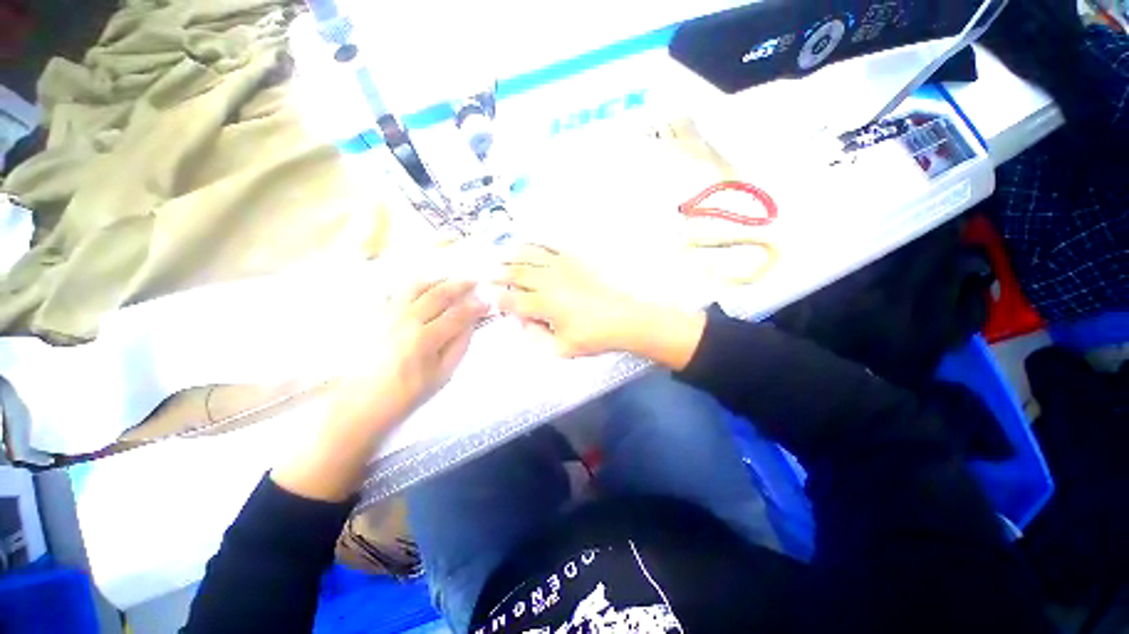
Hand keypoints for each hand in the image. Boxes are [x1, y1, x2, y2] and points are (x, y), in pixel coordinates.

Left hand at [336, 279, 488, 426]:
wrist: (359, 404)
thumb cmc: (405, 395)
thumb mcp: (441, 376)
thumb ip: (459, 346)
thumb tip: (471, 324)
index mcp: (425, 338)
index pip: (458, 314)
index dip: (476, 306)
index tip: (487, 302)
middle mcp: (405, 320)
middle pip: (438, 294)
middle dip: (460, 285)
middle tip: (474, 281)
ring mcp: (386, 315)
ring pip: (415, 287)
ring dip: (437, 280)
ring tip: (450, 280)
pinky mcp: (373, 316)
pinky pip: (394, 291)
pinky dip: (412, 286)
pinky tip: (421, 288)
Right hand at [496, 245, 705, 368]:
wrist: (624, 318)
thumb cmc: (594, 337)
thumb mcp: (562, 349)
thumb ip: (536, 338)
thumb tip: (523, 323)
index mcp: (544, 304)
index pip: (511, 299)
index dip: (497, 299)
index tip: (491, 298)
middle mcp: (548, 281)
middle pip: (515, 273)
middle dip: (498, 274)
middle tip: (488, 274)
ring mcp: (561, 266)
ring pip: (528, 255)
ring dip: (511, 255)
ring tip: (500, 255)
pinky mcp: (574, 258)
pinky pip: (549, 245)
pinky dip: (534, 243)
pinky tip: (527, 243)